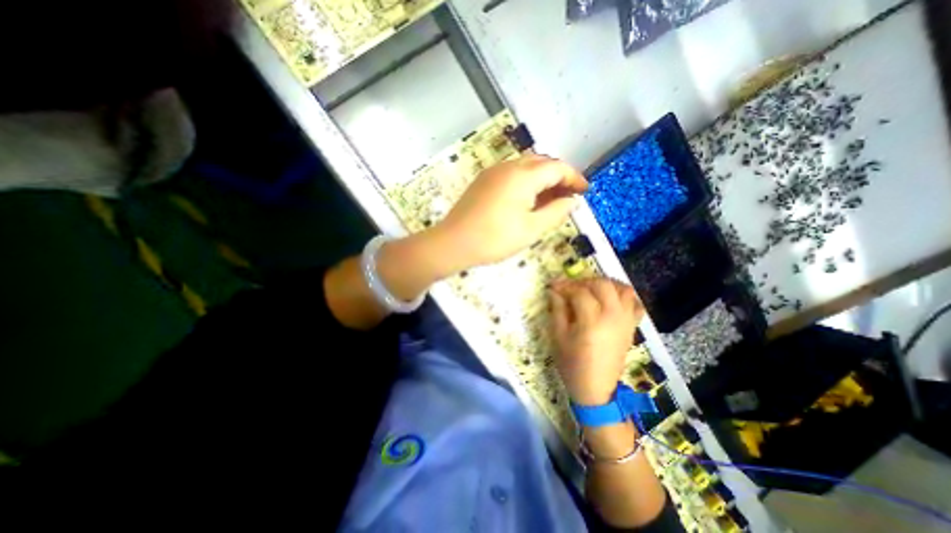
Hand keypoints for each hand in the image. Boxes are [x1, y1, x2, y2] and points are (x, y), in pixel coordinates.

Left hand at [432, 152, 588, 269]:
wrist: (454, 242)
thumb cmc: (495, 238)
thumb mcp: (532, 229)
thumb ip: (556, 212)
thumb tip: (571, 200)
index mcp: (523, 175)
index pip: (557, 168)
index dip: (574, 177)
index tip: (584, 190)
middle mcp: (508, 167)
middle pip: (541, 163)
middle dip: (559, 176)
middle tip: (567, 195)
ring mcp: (493, 172)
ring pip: (526, 167)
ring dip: (542, 178)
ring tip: (550, 199)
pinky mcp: (483, 181)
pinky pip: (511, 174)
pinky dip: (526, 182)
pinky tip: (527, 199)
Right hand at [550, 279, 646, 402]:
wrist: (596, 389)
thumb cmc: (572, 363)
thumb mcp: (558, 336)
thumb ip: (557, 309)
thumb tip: (555, 291)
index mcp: (591, 320)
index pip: (579, 292)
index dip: (564, 285)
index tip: (553, 285)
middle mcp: (613, 316)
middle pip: (602, 285)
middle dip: (584, 281)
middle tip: (571, 288)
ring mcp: (626, 320)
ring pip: (623, 289)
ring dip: (606, 284)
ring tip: (591, 290)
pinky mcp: (632, 327)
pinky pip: (636, 304)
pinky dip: (625, 296)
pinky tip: (612, 300)